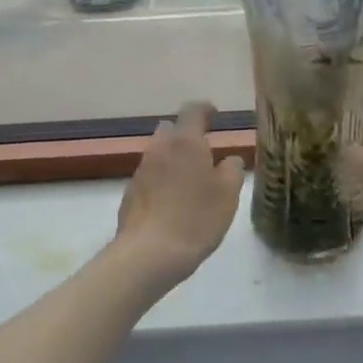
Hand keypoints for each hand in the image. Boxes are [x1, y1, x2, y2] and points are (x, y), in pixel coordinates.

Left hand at [115, 102, 245, 284]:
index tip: (215, 114)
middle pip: (170, 130)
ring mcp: (140, 171)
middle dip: (185, 135)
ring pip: (158, 154)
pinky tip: (171, 201)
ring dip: (172, 159)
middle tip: (202, 151)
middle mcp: (159, 149)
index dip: (205, 109)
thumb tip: (229, 159)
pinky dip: (161, 180)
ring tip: (189, 179)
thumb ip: (232, 170)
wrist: (150, 253)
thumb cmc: (197, 218)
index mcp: (186, 142)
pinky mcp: (130, 193)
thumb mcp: (228, 194)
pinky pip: (149, 177)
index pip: (193, 111)